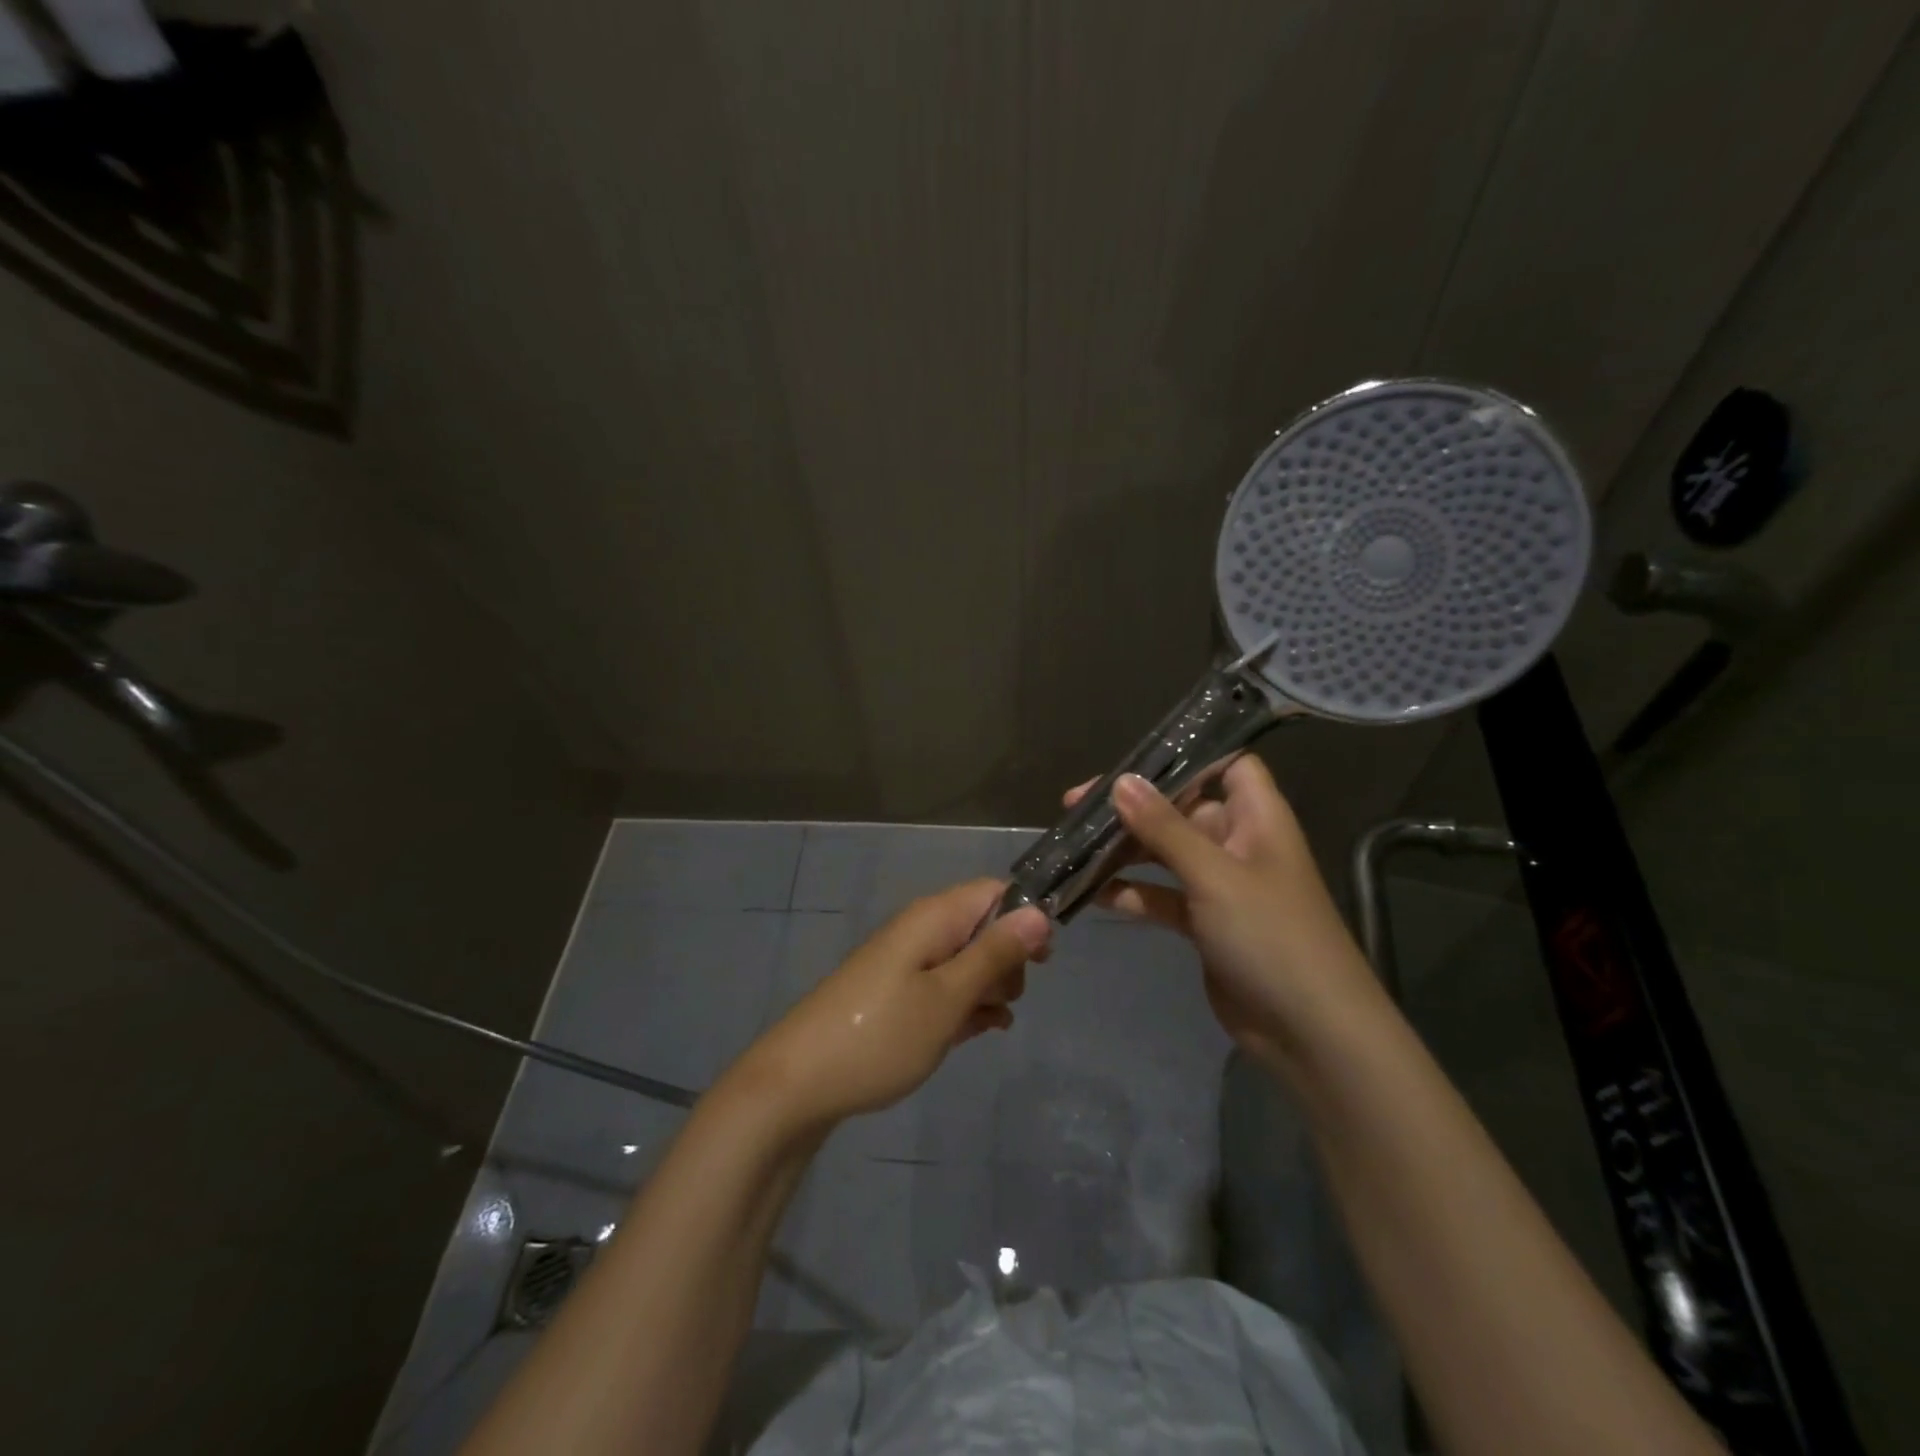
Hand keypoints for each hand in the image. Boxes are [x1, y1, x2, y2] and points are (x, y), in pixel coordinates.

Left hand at [730, 879, 1050, 1135]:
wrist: (800, 1082)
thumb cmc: (882, 1035)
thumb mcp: (949, 997)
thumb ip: (995, 953)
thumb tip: (1038, 911)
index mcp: (934, 917)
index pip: (995, 891)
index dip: (1025, 919)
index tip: (1043, 961)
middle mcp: (921, 930)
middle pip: (984, 927)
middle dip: (1007, 961)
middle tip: (1004, 1001)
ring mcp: (907, 962)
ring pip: (967, 961)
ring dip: (987, 989)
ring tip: (986, 1024)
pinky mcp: (897, 992)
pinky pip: (944, 986)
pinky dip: (963, 1006)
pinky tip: (975, 1033)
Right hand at [1068, 757, 1384, 1068]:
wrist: (1310, 1032)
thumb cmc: (1270, 936)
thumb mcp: (1214, 875)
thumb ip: (1165, 827)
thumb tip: (1121, 781)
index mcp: (1257, 818)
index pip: (1227, 764)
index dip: (1185, 755)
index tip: (1130, 760)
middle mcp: (1239, 843)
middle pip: (1183, 809)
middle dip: (1133, 806)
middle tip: (1075, 806)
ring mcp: (1221, 886)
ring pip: (1166, 853)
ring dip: (1126, 850)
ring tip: (1074, 846)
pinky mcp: (1206, 924)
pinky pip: (1163, 896)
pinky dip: (1133, 893)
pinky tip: (1093, 894)